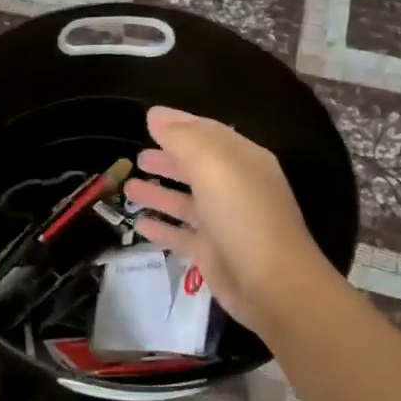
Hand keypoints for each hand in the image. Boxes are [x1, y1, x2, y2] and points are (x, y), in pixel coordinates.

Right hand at [123, 106, 335, 334]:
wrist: (271, 284)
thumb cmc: (243, 216)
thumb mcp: (213, 166)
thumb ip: (182, 138)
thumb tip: (156, 116)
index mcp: (243, 161)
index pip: (208, 133)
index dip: (179, 124)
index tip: (149, 119)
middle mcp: (235, 188)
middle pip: (196, 168)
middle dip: (168, 159)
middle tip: (137, 157)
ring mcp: (223, 222)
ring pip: (185, 201)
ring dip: (159, 192)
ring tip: (129, 188)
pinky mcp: (211, 252)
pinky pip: (180, 234)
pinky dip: (161, 227)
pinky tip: (139, 224)